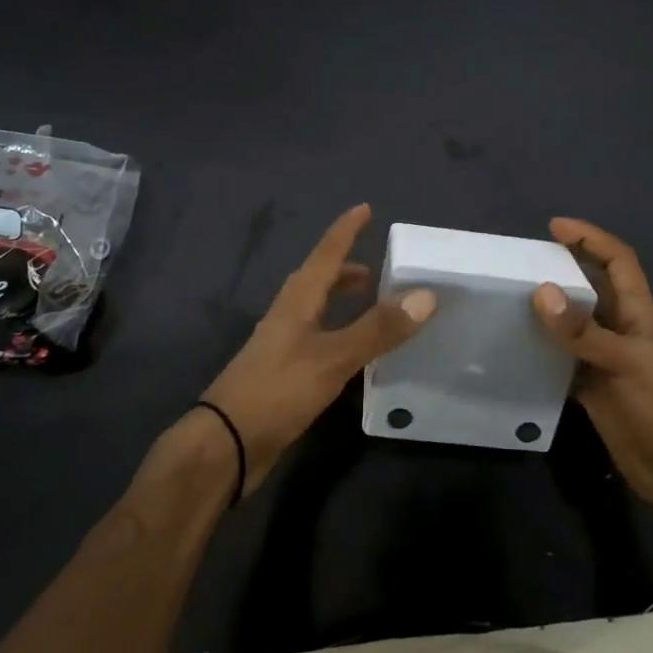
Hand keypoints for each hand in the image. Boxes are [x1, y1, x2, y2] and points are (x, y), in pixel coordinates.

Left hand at [198, 204, 435, 495]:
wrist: (226, 444)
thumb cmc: (277, 390)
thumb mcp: (333, 357)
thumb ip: (377, 328)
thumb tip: (426, 295)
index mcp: (297, 301)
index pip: (325, 254)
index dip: (345, 231)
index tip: (365, 208)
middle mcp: (288, 316)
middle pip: (318, 281)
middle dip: (346, 270)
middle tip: (377, 270)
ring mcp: (282, 346)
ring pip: (316, 311)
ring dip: (342, 302)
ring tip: (372, 307)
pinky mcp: (283, 375)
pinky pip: (317, 340)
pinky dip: (339, 334)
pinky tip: (354, 354)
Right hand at [532, 217, 652, 521]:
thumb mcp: (627, 363)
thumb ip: (584, 331)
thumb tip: (541, 291)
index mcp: (638, 314)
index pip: (617, 261)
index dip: (591, 238)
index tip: (554, 227)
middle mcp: (619, 329)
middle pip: (589, 287)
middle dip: (561, 269)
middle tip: (518, 264)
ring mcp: (603, 360)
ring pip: (571, 324)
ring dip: (545, 310)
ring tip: (506, 299)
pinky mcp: (591, 388)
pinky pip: (560, 359)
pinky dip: (540, 351)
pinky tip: (512, 349)